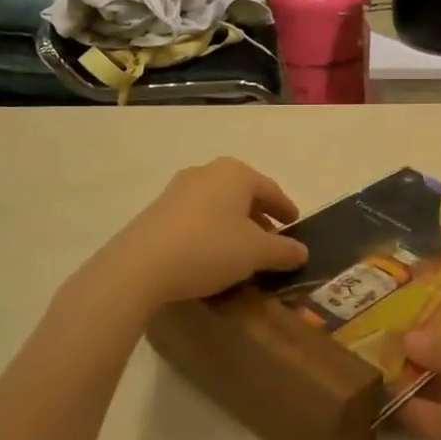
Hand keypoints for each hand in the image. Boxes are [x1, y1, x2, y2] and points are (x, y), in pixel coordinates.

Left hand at [63, 158, 308, 315]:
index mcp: (236, 173)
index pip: (271, 190)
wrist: (139, 267)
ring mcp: (178, 189)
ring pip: (218, 205)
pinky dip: (210, 232)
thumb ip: (284, 251)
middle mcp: (207, 172)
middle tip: (271, 241)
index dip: (286, 209)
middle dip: (259, 218)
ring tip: (241, 252)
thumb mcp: (256, 253)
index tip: (295, 225)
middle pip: (243, 195)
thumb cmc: (209, 249)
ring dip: (233, 226)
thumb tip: (302, 252)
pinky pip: (196, 217)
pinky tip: (211, 256)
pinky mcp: (157, 211)